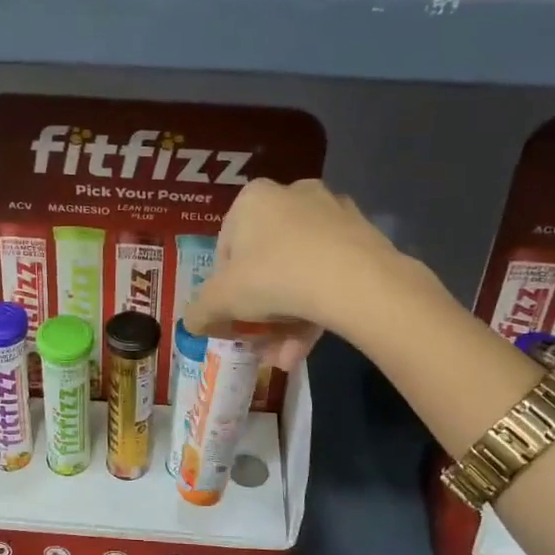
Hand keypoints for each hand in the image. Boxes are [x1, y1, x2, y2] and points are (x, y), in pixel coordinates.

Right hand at [184, 178, 402, 366]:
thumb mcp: (222, 299)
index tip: (231, 315)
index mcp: (254, 199)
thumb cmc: (274, 277)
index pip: (227, 247)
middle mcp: (293, 196)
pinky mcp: (364, 238)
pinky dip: (316, 310)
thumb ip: (200, 310)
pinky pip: (329, 275)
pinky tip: (307, 348)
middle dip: (260, 311)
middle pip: (266, 262)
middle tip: (258, 342)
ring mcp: (333, 215)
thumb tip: (191, 323)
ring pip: (299, 273)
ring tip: (284, 358)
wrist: (356, 282)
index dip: (225, 287)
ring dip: (286, 321)